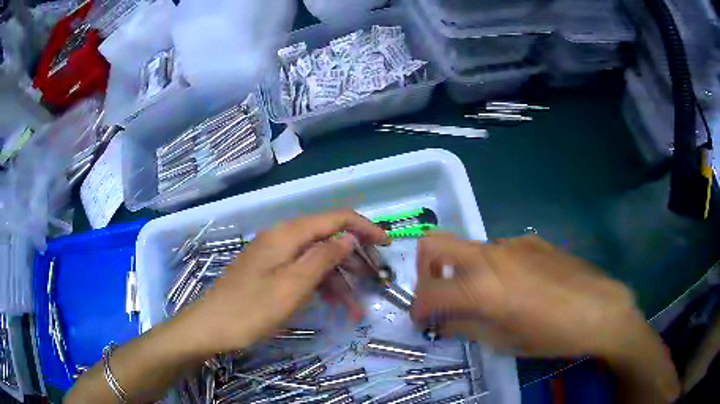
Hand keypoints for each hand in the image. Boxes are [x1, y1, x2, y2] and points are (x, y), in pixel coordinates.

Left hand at [177, 210, 389, 355]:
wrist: (210, 327)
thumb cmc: (251, 310)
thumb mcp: (293, 286)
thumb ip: (323, 257)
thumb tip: (348, 237)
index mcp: (288, 235)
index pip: (335, 218)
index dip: (364, 228)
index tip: (387, 244)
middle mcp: (282, 238)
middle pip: (327, 238)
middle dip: (353, 258)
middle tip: (374, 281)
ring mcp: (274, 255)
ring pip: (316, 259)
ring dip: (338, 279)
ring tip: (355, 308)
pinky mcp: (269, 271)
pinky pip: (302, 271)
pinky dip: (320, 285)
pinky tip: (332, 304)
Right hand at [411, 234, 647, 357]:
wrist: (600, 308)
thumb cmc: (553, 335)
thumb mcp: (505, 342)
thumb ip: (467, 328)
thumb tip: (443, 322)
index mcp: (483, 288)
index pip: (430, 291)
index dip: (417, 308)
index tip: (420, 320)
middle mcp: (491, 256)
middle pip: (435, 243)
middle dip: (424, 269)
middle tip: (436, 293)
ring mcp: (512, 244)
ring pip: (469, 248)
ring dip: (461, 269)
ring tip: (481, 297)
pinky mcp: (530, 240)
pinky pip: (497, 250)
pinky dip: (490, 267)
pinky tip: (515, 286)